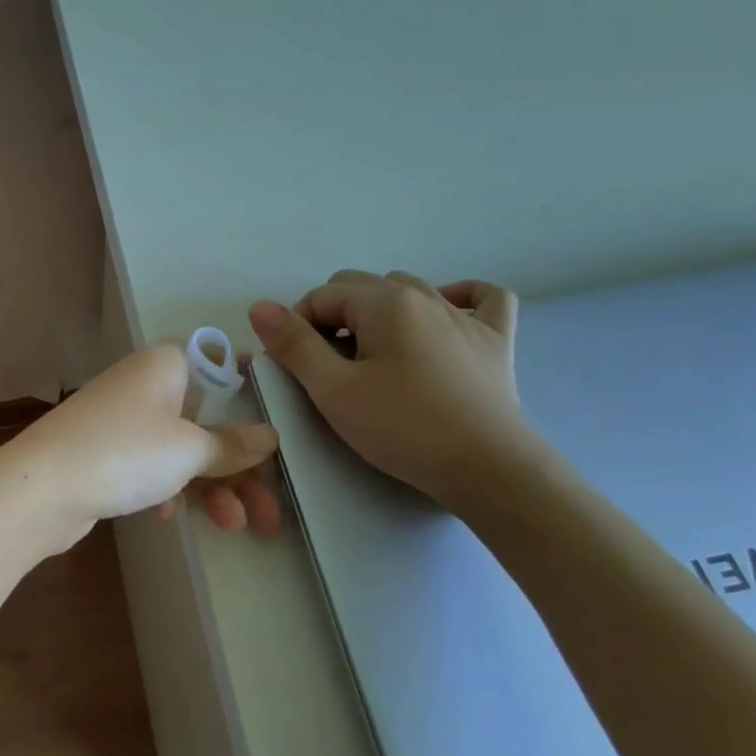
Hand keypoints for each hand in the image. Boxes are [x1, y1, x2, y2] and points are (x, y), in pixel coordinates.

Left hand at [6, 344, 280, 550]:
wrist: (38, 489)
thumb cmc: (124, 453)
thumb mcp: (188, 449)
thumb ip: (231, 444)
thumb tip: (268, 436)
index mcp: (164, 365)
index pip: (216, 358)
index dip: (248, 381)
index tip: (279, 414)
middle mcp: (142, 385)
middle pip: (205, 416)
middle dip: (239, 464)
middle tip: (270, 509)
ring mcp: (120, 420)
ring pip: (180, 448)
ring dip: (211, 486)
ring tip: (236, 526)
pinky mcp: (104, 454)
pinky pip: (150, 466)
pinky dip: (168, 489)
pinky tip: (168, 518)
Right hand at [249, 270, 540, 509]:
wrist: (488, 469)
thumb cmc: (403, 428)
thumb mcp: (334, 390)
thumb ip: (294, 345)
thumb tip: (260, 306)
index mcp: (384, 303)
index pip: (322, 295)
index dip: (296, 325)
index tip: (292, 364)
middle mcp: (425, 297)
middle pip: (361, 286)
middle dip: (332, 315)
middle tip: (324, 365)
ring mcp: (466, 317)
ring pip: (409, 289)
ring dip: (379, 310)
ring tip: (370, 353)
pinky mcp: (495, 341)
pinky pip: (482, 299)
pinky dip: (460, 296)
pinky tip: (446, 313)